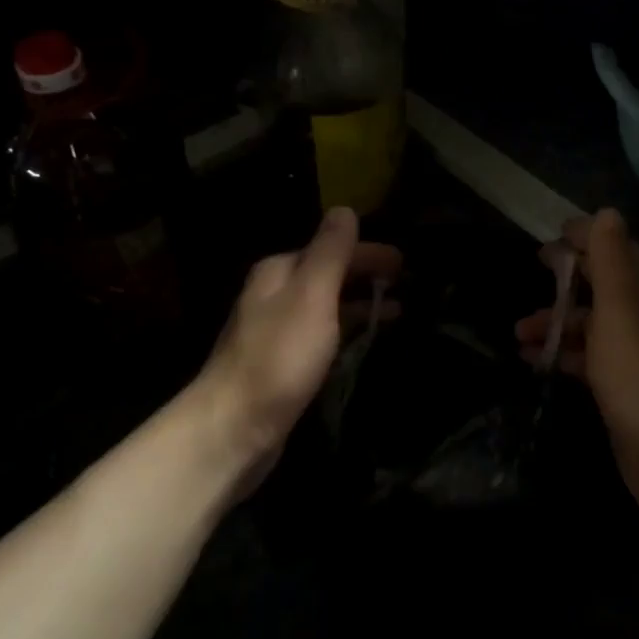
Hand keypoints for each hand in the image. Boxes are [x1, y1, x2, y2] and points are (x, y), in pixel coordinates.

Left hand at [199, 207, 401, 490]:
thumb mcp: (311, 296)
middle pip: (327, 274)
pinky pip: (322, 335)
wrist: (233, 428)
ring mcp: (275, 330)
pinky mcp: (281, 364)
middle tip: (405, 284)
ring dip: (359, 304)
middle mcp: (274, 294)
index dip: (369, 252)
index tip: (404, 263)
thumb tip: (344, 210)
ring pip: (325, 306)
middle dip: (365, 276)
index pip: (331, 248)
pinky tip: (362, 343)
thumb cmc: (278, 357)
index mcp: (279, 271)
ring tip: (397, 312)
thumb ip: (330, 252)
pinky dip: (346, 331)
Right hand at [516, 209, 638, 531]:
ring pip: (589, 326)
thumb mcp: (620, 313)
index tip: (553, 232)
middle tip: (535, 264)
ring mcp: (630, 358)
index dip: (588, 239)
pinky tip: (532, 362)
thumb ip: (612, 264)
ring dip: (555, 321)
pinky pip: (584, 360)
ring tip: (518, 331)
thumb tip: (607, 213)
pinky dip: (558, 355)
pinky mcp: (618, 390)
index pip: (617, 254)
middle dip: (569, 274)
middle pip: (602, 287)